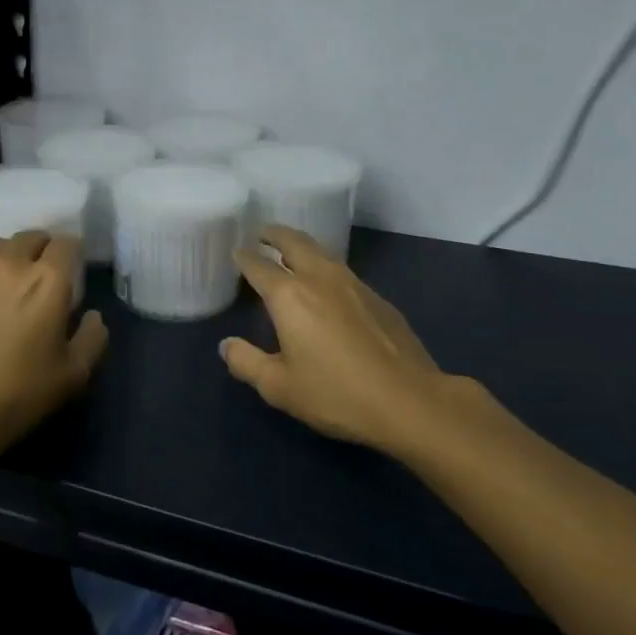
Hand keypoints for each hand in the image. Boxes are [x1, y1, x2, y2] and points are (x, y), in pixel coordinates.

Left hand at [0, 230, 107, 473]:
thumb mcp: (74, 374)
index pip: (66, 243)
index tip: (72, 270)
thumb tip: (92, 316)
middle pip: (29, 238)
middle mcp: (8, 264)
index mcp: (47, 280)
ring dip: (6, 257)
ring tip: (5, 281)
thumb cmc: (20, 393)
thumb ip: (93, 338)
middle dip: (40, 250)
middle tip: (41, 275)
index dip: (72, 253)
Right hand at [220, 225, 490, 460]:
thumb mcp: (279, 387)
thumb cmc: (336, 394)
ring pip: (321, 252)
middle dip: (274, 234)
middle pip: (293, 242)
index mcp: (289, 295)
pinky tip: (327, 285)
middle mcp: (319, 278)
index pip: (258, 265)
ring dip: (301, 245)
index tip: (236, 251)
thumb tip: (226, 345)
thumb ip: (246, 362)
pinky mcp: (378, 298)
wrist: (409, 401)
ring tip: (291, 252)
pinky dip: (325, 266)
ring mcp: (353, 284)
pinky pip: (342, 270)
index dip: (244, 257)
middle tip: (261, 233)